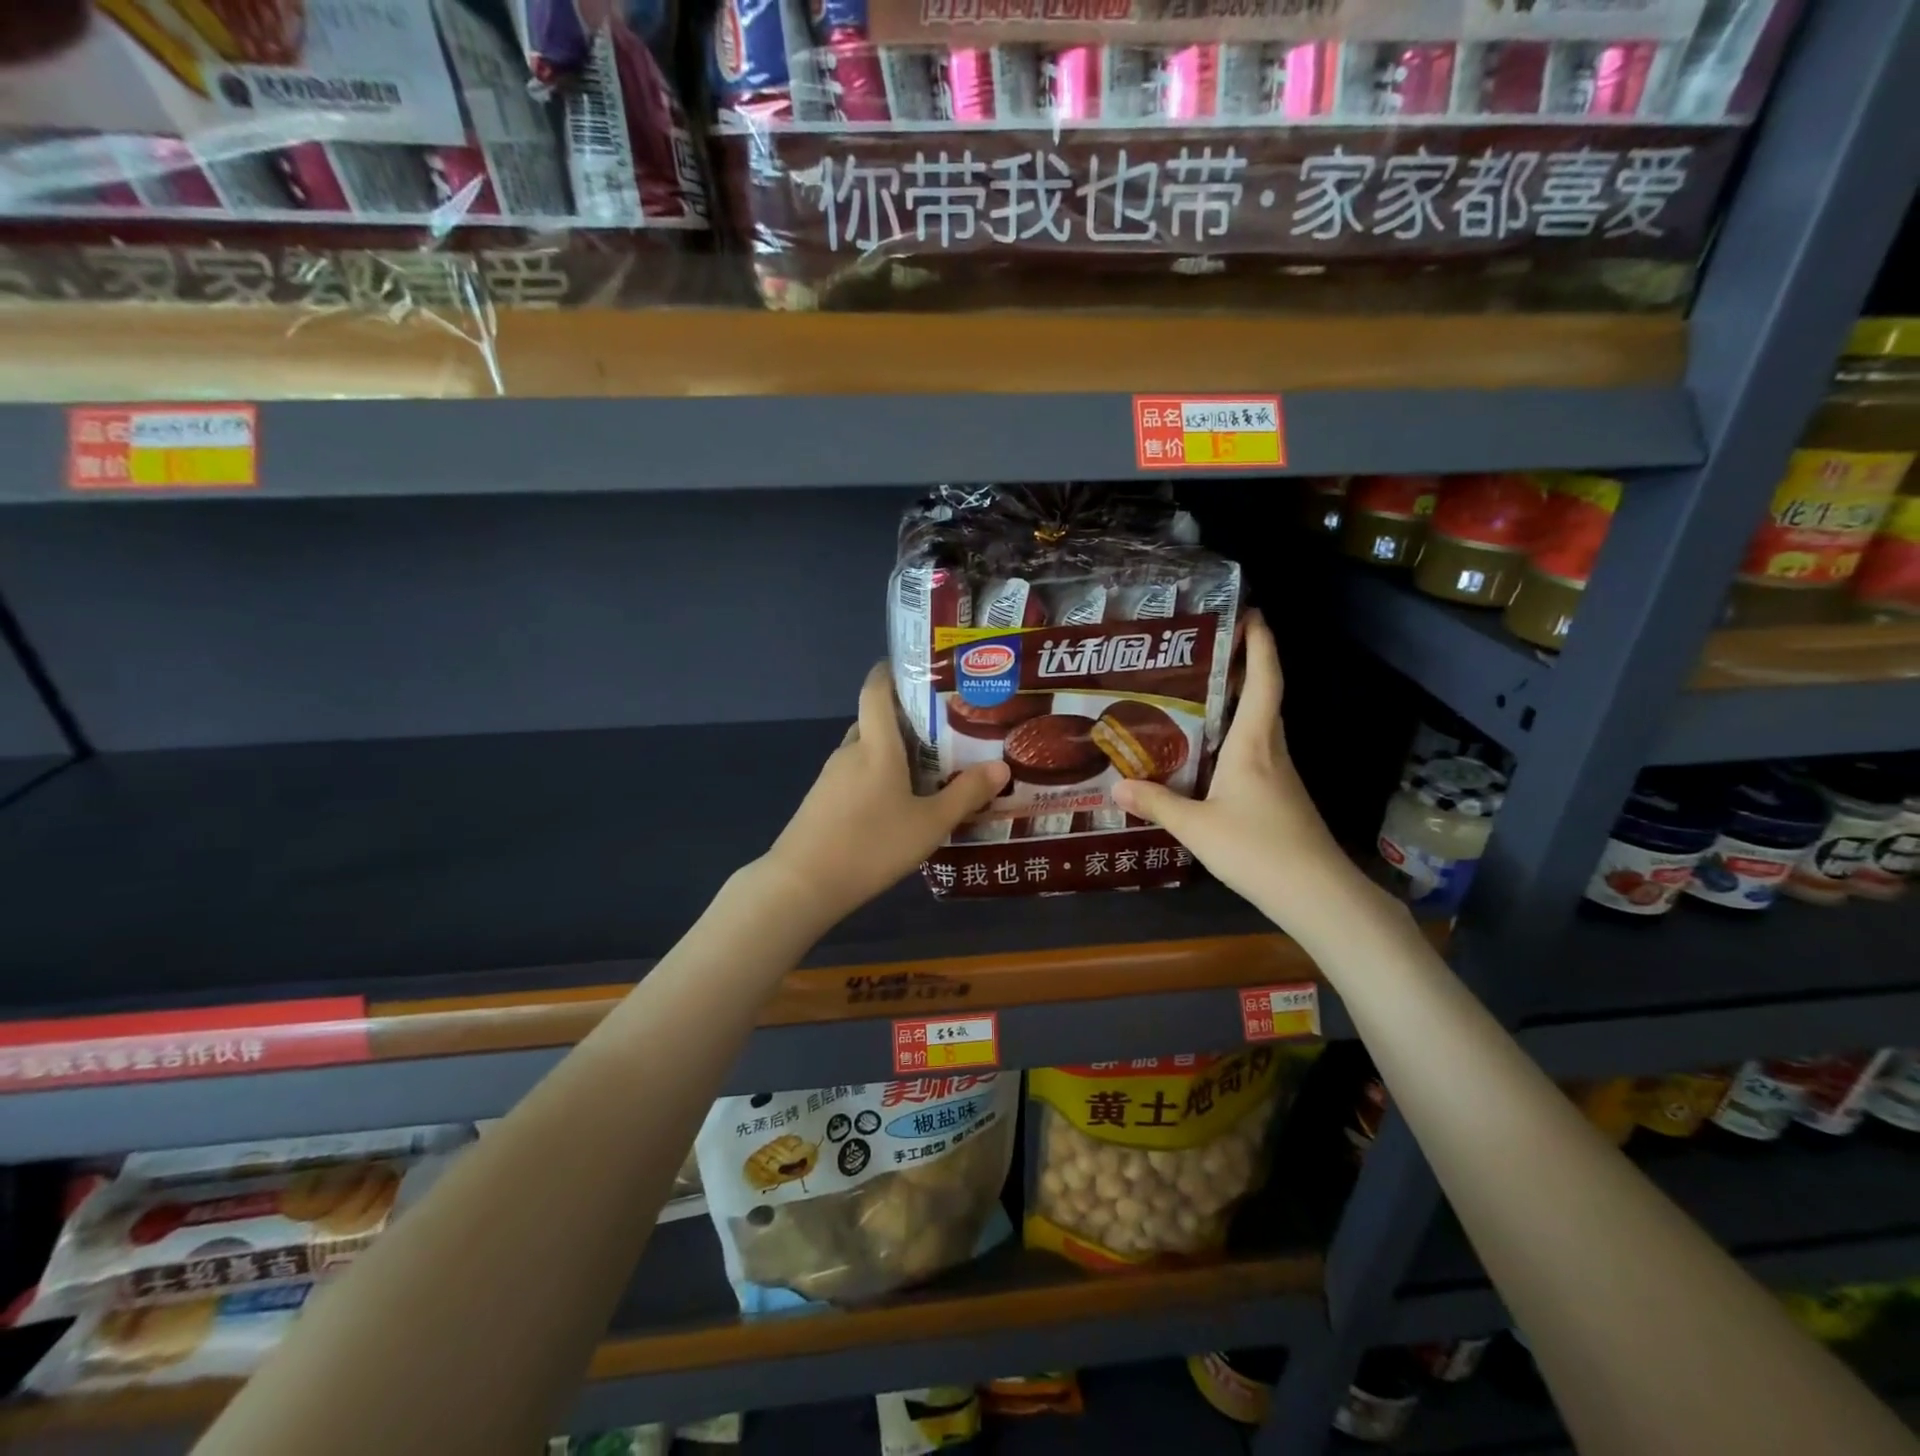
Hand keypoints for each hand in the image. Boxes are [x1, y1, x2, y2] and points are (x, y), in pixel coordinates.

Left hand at [762, 663, 1009, 926]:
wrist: (803, 884)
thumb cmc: (872, 845)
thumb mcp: (930, 824)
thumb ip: (966, 795)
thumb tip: (1002, 767)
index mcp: (876, 746)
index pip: (876, 690)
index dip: (891, 672)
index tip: (916, 669)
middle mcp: (850, 752)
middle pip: (875, 722)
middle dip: (905, 722)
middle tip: (942, 732)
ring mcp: (830, 777)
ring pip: (865, 752)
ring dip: (891, 754)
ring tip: (926, 770)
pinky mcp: (821, 801)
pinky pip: (854, 776)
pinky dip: (875, 778)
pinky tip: (894, 805)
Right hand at [1111, 612, 1358, 922]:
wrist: (1316, 894)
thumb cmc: (1258, 849)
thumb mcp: (1196, 827)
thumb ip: (1157, 803)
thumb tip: (1115, 786)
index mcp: (1254, 744)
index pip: (1264, 681)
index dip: (1261, 644)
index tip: (1251, 613)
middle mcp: (1271, 750)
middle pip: (1265, 696)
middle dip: (1245, 666)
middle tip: (1208, 649)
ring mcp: (1279, 775)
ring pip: (1261, 725)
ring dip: (1240, 702)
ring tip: (1199, 693)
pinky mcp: (1279, 797)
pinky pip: (1255, 752)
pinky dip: (1235, 737)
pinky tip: (1208, 753)